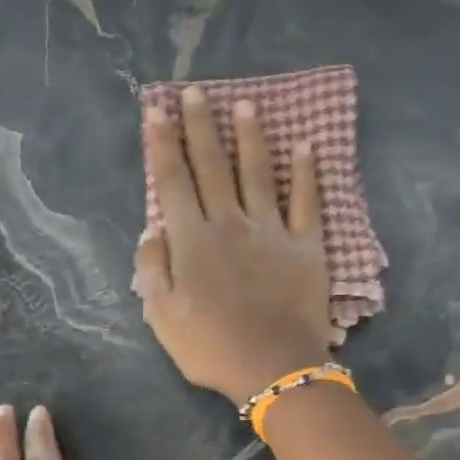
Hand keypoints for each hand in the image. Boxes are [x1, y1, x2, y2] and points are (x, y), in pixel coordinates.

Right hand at [134, 86, 333, 405]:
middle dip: (202, 126)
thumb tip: (151, 231)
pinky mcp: (306, 245)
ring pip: (258, 173)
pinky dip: (307, 172)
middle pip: (213, 165)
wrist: (273, 368)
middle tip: (196, 92)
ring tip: (246, 105)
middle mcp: (229, 223)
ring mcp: (271, 231)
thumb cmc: (211, 347)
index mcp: (192, 240)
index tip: (157, 109)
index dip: (163, 143)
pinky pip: (306, 202)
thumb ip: (152, 269)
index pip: (173, 181)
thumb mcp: (162, 317)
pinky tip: (307, 145)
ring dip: (251, 137)